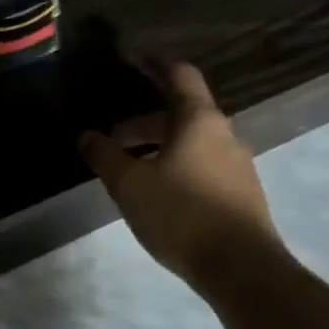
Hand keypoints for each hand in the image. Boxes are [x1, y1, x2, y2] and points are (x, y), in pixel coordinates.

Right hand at [79, 60, 283, 287]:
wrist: (242, 269)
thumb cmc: (182, 214)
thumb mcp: (130, 184)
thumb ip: (105, 156)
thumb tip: (85, 136)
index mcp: (199, 120)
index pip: (180, 75)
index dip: (157, 64)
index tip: (136, 59)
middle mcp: (224, 134)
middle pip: (182, 114)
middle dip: (145, 123)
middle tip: (114, 138)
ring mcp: (238, 165)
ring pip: (192, 143)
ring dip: (161, 148)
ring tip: (132, 169)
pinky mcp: (242, 193)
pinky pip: (204, 166)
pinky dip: (178, 167)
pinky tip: (161, 194)